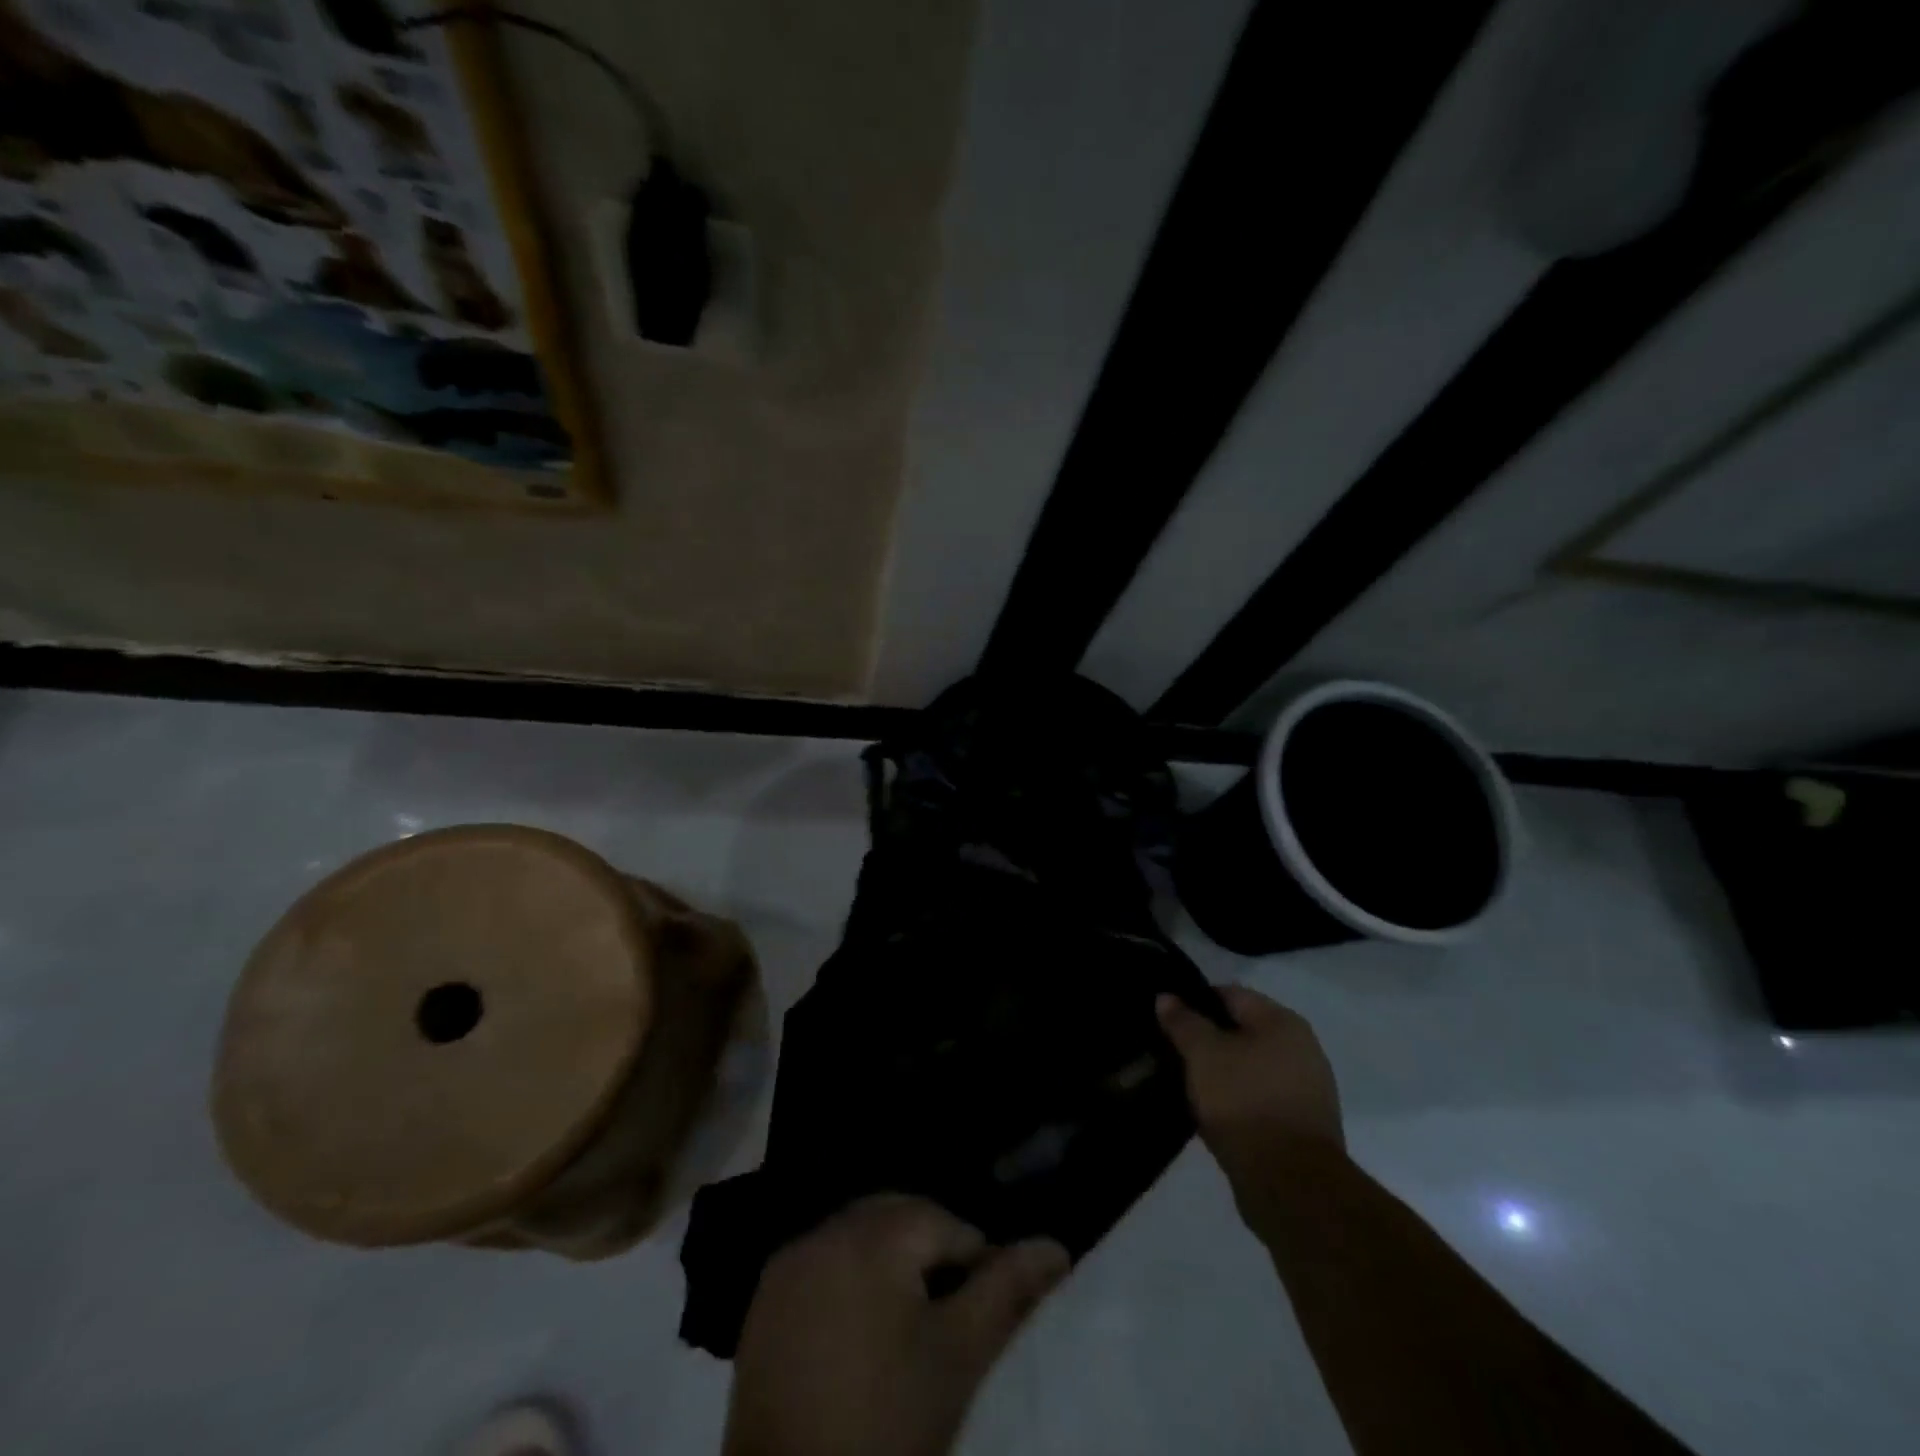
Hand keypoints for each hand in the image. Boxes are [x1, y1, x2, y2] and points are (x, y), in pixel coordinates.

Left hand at [724, 1194, 1069, 1455]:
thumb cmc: (887, 1424)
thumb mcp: (959, 1357)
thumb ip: (1008, 1290)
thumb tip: (1055, 1246)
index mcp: (874, 1233)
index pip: (945, 1224)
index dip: (975, 1264)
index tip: (982, 1316)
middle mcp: (826, 1229)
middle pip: (898, 1217)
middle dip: (931, 1252)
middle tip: (950, 1315)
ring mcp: (789, 1262)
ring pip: (859, 1236)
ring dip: (889, 1261)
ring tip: (908, 1323)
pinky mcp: (764, 1298)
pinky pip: (822, 1263)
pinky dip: (848, 1279)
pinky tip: (859, 1330)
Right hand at [1157, 984, 1343, 1177]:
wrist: (1290, 1185)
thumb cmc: (1244, 1102)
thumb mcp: (1203, 1054)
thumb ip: (1183, 1022)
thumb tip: (1166, 997)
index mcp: (1282, 1021)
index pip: (1230, 994)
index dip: (1194, 1001)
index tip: (1167, 1018)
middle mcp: (1302, 1048)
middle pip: (1242, 1031)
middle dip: (1208, 1040)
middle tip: (1173, 1052)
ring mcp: (1306, 1089)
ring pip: (1249, 1067)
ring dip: (1221, 1073)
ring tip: (1187, 1084)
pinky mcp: (1302, 1126)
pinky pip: (1259, 1098)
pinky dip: (1236, 1100)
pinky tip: (1212, 1113)